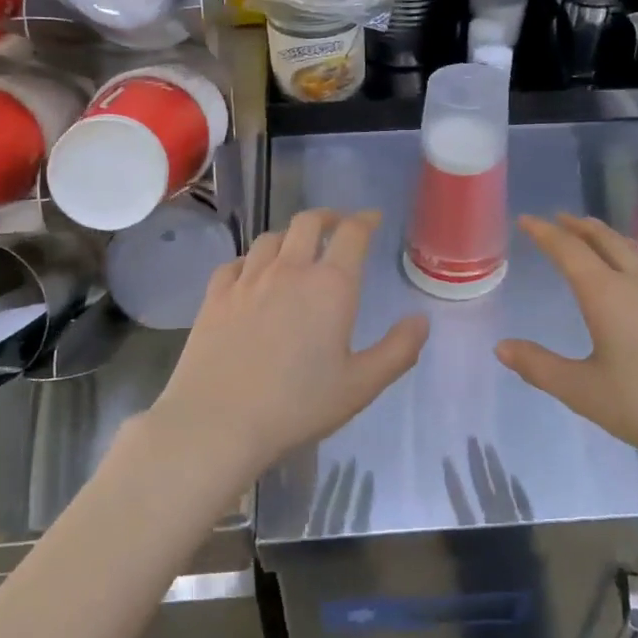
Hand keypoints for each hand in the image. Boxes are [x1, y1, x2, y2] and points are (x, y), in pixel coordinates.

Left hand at [149, 209, 427, 484]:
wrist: (219, 420)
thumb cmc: (298, 405)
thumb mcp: (361, 385)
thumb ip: (398, 350)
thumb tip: (421, 320)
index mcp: (330, 285)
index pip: (352, 234)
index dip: (365, 220)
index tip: (373, 219)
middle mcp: (290, 270)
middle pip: (308, 222)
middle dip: (328, 217)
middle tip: (337, 226)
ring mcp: (248, 279)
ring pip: (271, 238)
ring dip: (289, 236)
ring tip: (296, 249)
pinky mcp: (216, 295)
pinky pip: (235, 262)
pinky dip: (251, 260)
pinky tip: (252, 274)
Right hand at [495, 214, 637, 488]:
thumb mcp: (585, 392)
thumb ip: (540, 367)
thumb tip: (502, 348)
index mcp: (607, 294)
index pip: (569, 250)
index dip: (544, 233)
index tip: (526, 219)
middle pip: (605, 239)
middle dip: (578, 226)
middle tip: (559, 219)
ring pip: (633, 248)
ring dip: (607, 237)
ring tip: (594, 238)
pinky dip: (632, 253)